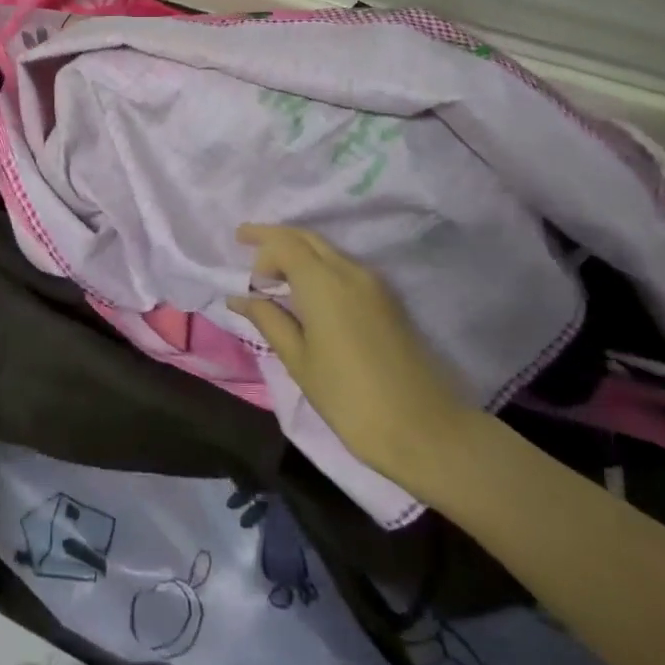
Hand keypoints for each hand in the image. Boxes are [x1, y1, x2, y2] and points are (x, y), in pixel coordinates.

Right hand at [228, 224, 481, 496]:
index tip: (244, 274)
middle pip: (307, 238)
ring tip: (274, 271)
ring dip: (299, 251)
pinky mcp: (388, 301)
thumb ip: (269, 320)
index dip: (260, 247)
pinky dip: (319, 267)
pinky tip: (306, 289)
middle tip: (245, 239)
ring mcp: (374, 284)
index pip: (284, 243)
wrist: (424, 429)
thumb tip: (240, 297)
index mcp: (323, 281)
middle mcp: (350, 270)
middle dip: (275, 236)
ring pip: (328, 251)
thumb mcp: (299, 360)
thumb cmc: (349, 398)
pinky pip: (345, 267)